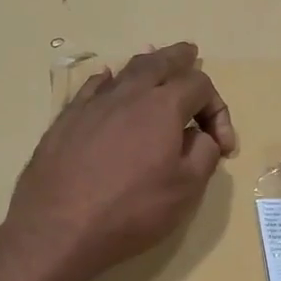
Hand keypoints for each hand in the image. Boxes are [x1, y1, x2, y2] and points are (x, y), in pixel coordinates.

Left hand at [4, 43, 236, 280]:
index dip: (218, 109)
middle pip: (159, 62)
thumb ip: (203, 155)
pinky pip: (93, 88)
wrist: (58, 228)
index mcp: (163, 107)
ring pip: (125, 71)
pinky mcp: (66, 120)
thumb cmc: (130, 211)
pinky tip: (107, 83)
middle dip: (179, 58)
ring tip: (154, 61)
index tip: (222, 145)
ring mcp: (93, 104)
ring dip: (146, 64)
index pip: (199, 85)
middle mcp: (128, 95)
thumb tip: (201, 136)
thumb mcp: (186, 190)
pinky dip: (108, 81)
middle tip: (190, 52)